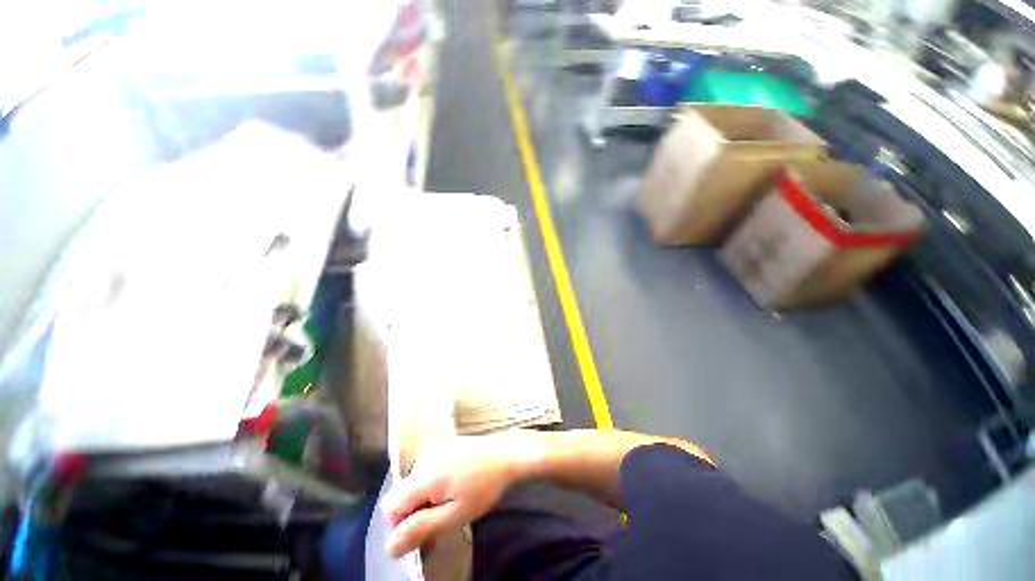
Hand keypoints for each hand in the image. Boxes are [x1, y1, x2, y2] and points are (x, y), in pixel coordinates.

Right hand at [381, 433, 539, 557]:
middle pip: (402, 495)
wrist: (505, 454)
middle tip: (440, 519)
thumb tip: (390, 546)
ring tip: (450, 502)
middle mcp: (423, 457)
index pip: (390, 506)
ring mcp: (433, 448)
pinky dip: (432, 484)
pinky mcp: (442, 445)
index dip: (400, 525)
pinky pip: (425, 470)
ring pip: (414, 484)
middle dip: (415, 512)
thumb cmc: (484, 485)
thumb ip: (421, 529)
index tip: (421, 532)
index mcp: (423, 474)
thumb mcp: (455, 514)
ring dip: (424, 498)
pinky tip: (453, 486)